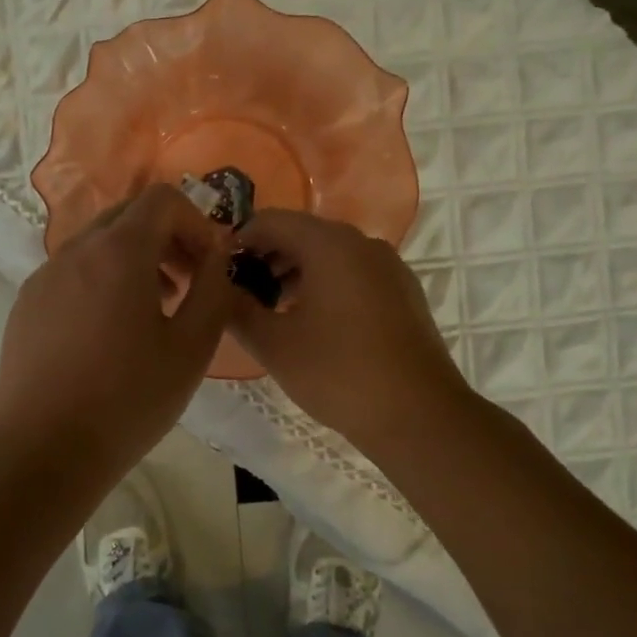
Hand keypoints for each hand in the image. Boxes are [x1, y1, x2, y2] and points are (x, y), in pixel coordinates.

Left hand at [0, 184, 235, 476]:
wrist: (44, 450)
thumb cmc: (128, 400)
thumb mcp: (191, 348)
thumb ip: (214, 289)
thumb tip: (217, 254)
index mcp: (118, 252)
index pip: (162, 199)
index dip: (195, 221)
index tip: (208, 264)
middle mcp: (74, 251)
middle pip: (127, 216)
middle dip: (166, 239)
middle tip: (187, 285)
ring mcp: (44, 277)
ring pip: (97, 245)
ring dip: (133, 261)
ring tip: (153, 311)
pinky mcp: (26, 305)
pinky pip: (71, 273)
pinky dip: (100, 281)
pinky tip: (108, 335)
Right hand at [230, 210, 469, 455]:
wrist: (419, 415)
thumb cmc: (338, 373)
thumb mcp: (273, 344)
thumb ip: (236, 309)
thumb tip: (217, 288)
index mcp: (330, 245)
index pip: (270, 221)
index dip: (238, 241)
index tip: (218, 273)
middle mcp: (363, 243)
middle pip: (301, 234)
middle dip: (265, 259)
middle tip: (240, 296)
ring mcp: (389, 267)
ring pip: (329, 255)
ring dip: (294, 274)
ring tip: (271, 313)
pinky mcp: (403, 292)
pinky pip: (353, 274)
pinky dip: (325, 286)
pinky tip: (312, 325)